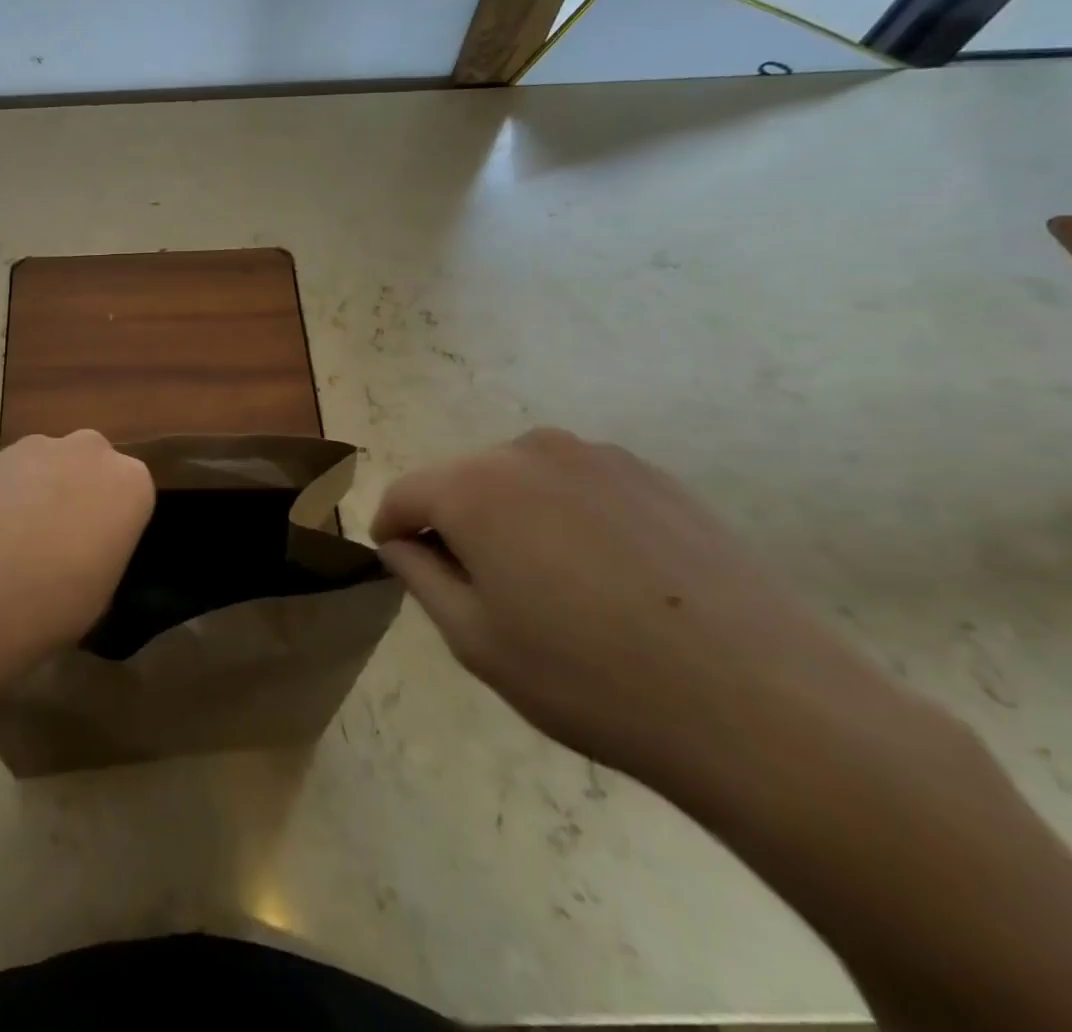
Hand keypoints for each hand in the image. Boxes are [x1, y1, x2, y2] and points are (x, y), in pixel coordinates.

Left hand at [0, 430, 154, 678]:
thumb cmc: (56, 602)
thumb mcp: (103, 593)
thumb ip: (104, 553)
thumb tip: (84, 552)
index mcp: (132, 483)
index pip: (132, 496)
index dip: (113, 524)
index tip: (96, 552)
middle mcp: (92, 450)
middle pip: (92, 468)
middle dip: (79, 494)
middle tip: (58, 540)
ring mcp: (40, 446)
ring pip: (50, 465)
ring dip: (41, 490)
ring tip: (16, 537)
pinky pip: (13, 472)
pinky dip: (6, 492)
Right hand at [373, 428, 896, 789]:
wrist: (766, 708)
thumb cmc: (591, 679)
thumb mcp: (475, 640)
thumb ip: (420, 576)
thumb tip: (403, 542)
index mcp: (474, 487)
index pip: (404, 494)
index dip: (393, 531)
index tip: (401, 565)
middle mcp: (527, 450)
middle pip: (462, 482)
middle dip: (456, 525)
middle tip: (485, 592)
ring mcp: (597, 456)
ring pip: (521, 481)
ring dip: (514, 520)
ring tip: (554, 589)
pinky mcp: (653, 476)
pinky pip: (578, 487)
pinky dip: (569, 519)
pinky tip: (610, 579)